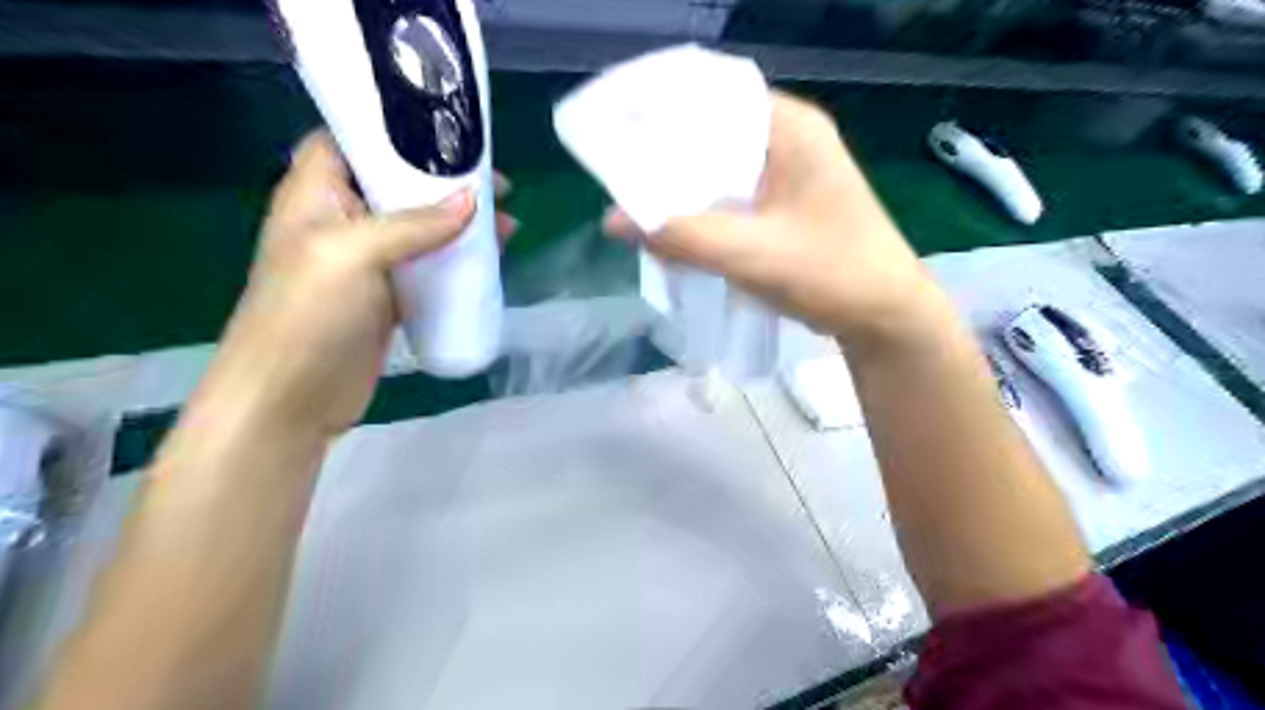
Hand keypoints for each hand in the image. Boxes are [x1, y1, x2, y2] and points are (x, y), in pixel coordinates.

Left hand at [187, 128, 513, 433]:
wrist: (292, 399)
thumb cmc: (308, 315)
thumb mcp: (353, 254)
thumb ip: (413, 224)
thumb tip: (474, 201)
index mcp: (317, 194)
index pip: (353, 140)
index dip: (398, 131)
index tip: (451, 133)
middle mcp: (343, 221)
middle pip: (398, 184)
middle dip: (446, 180)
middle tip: (497, 183)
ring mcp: (368, 263)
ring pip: (421, 228)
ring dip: (461, 223)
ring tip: (507, 221)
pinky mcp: (390, 297)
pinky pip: (430, 267)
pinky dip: (459, 260)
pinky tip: (491, 260)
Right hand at [606, 91, 943, 347]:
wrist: (887, 317)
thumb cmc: (831, 274)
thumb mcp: (751, 254)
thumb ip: (681, 236)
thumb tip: (612, 220)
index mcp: (789, 127)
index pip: (710, 97)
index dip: (660, 113)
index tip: (618, 137)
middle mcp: (789, 138)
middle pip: (711, 133)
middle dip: (666, 158)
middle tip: (622, 180)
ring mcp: (790, 172)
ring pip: (720, 167)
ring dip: (685, 188)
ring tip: (641, 206)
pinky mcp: (787, 203)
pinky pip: (733, 194)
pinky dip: (705, 208)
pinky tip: (679, 229)